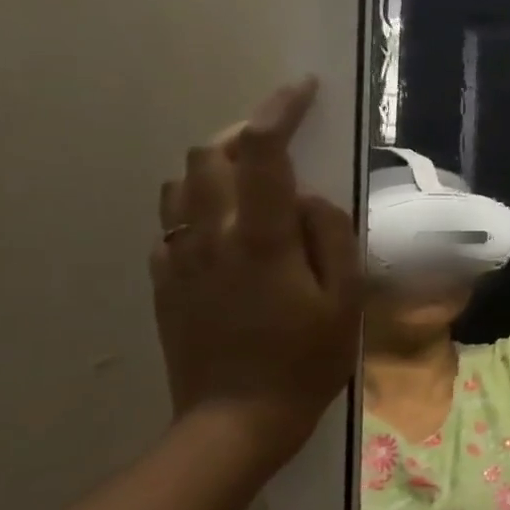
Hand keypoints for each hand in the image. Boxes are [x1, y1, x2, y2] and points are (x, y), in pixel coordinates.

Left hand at [152, 78, 362, 464]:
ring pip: (182, 182)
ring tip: (256, 180)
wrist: (235, 420)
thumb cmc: (306, 360)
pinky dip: (202, 204)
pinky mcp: (165, 280)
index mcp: (260, 239)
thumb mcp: (345, 300)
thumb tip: (312, 197)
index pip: (264, 152)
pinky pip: (174, 221)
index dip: (281, 110)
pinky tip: (230, 229)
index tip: (303, 88)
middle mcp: (210, 236)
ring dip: (219, 165)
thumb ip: (333, 237)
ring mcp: (179, 258)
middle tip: (282, 142)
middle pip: (209, 154)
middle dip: (245, 133)